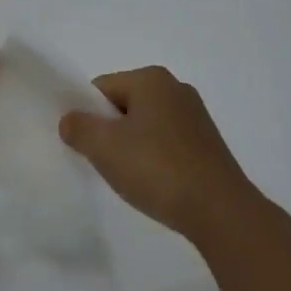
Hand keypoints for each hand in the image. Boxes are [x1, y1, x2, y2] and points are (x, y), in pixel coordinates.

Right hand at [59, 66, 260, 241]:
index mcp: (151, 78)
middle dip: (112, 131)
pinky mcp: (209, 144)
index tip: (86, 146)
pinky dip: (157, 159)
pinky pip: (169, 143)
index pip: (103, 88)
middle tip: (107, 164)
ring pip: (148, 125)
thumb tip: (69, 119)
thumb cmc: (158, 169)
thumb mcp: (105, 148)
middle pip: (126, 104)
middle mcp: (175, 88)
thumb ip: (79, 128)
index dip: (88, 115)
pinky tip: (157, 184)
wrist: (221, 211)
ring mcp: (196, 116)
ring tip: (133, 179)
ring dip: (134, 147)